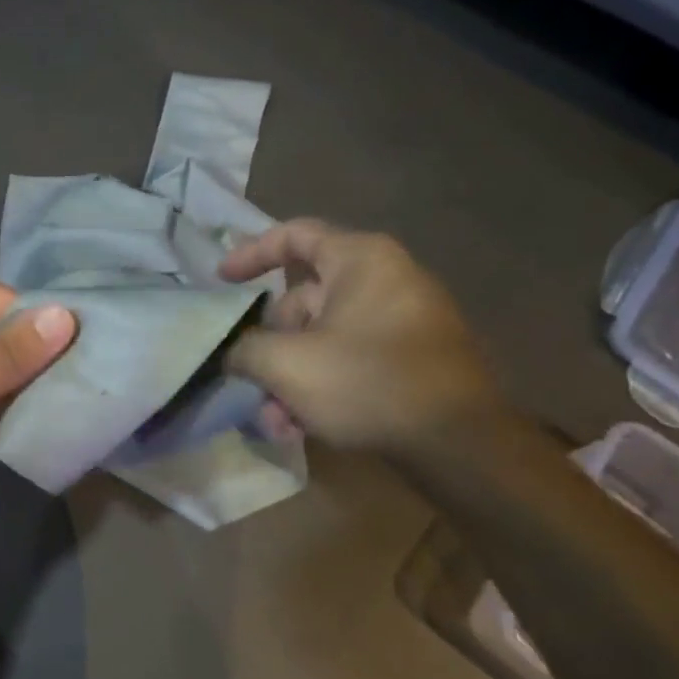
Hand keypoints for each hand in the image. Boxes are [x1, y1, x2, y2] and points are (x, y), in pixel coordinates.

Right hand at [219, 219, 498, 453]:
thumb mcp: (286, 364)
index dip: (250, 254)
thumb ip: (245, 349)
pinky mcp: (411, 357)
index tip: (219, 281)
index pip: (294, 235)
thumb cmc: (366, 383)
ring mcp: (402, 319)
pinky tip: (301, 427)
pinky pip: (351, 358)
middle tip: (250, 381)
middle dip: (270, 347)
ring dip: (290, 377)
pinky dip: (322, 385)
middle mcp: (384, 279)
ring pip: (322, 338)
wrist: (459, 443)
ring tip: (276, 422)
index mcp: (360, 259)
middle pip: (303, 300)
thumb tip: (234, 352)